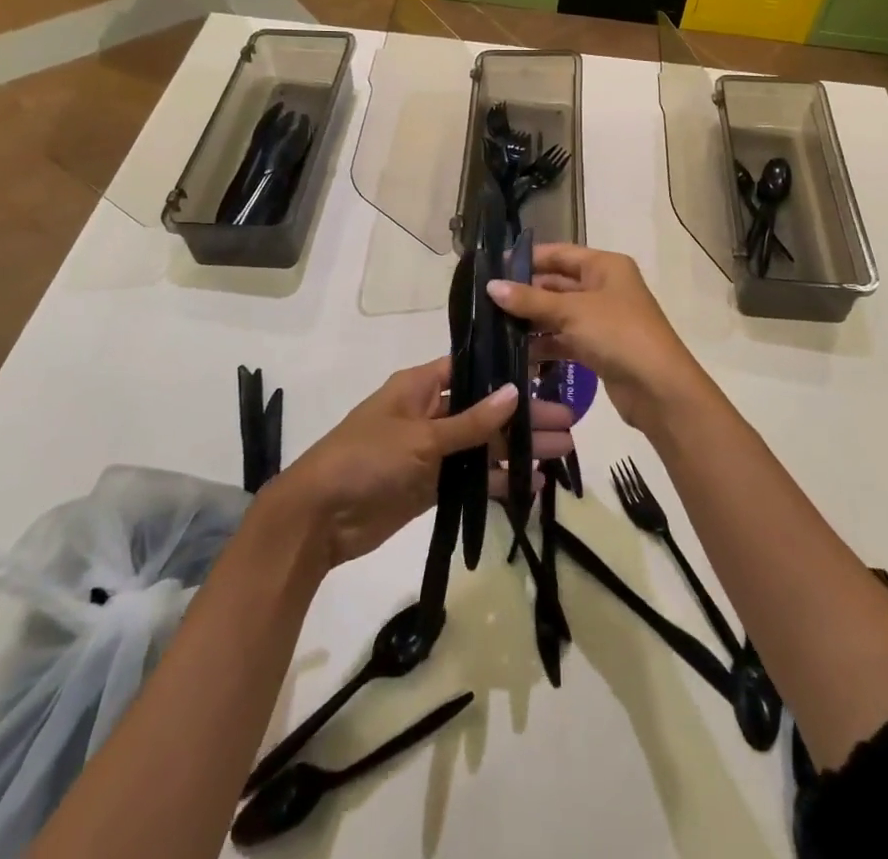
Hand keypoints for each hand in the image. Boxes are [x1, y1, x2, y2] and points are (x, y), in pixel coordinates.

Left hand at [271, 357, 574, 568]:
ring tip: (562, 450)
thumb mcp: (420, 437)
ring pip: (484, 445)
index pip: (471, 368)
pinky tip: (533, 485)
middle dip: (524, 415)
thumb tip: (515, 393)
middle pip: (485, 409)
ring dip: (519, 448)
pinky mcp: (433, 486)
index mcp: (421, 386)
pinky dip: (500, 481)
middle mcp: (430, 412)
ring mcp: (433, 451)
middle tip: (569, 420)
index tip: (546, 372)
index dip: (506, 370)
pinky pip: (473, 478)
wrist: (319, 518)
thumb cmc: (366, 459)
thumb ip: (471, 421)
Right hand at [486, 245, 708, 430]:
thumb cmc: (618, 334)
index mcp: (605, 266)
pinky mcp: (599, 348)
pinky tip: (517, 353)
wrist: (660, 389)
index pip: (559, 253)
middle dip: (525, 293)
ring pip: (559, 313)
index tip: (493, 267)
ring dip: (531, 321)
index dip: (527, 258)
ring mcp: (602, 319)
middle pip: (557, 283)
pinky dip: (544, 344)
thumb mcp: (572, 312)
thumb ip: (530, 300)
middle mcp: (604, 287)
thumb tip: (491, 286)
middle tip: (486, 301)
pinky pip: (565, 339)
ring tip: (494, 328)